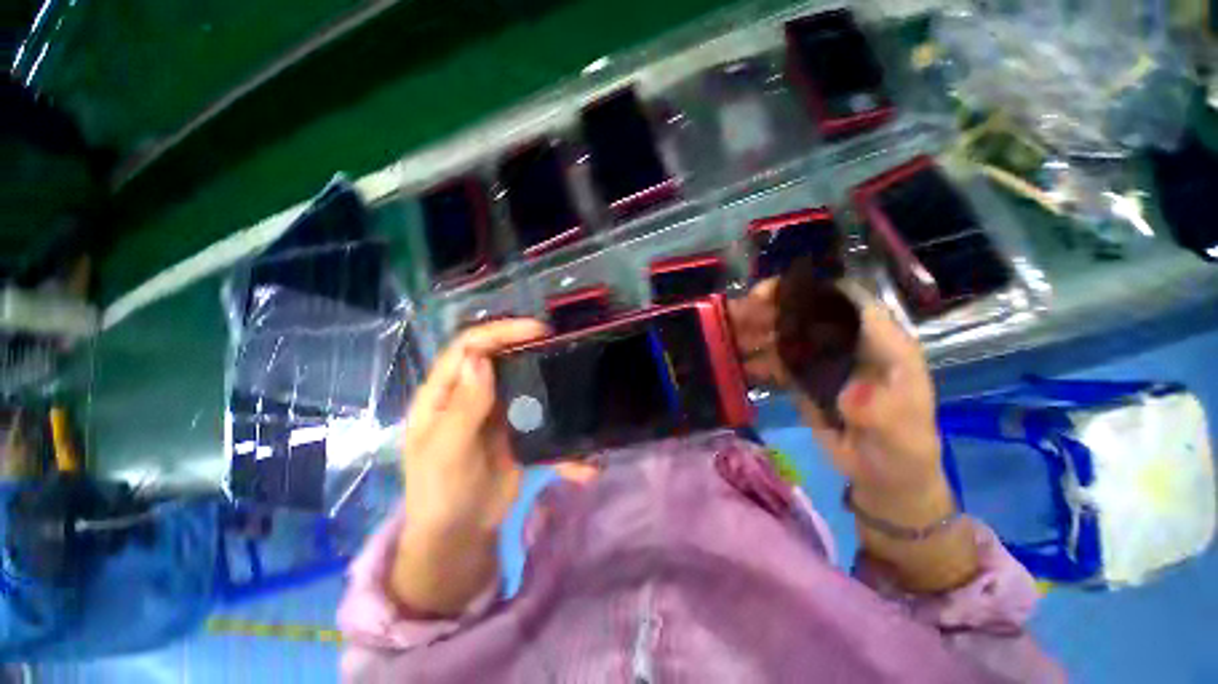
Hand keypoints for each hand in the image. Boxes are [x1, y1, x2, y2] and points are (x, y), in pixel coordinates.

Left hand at [393, 318, 600, 615]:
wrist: (460, 536)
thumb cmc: (440, 493)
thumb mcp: (446, 451)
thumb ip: (464, 407)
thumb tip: (479, 359)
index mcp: (445, 394)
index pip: (468, 347)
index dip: (499, 332)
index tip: (536, 330)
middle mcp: (472, 395)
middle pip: (501, 359)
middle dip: (529, 348)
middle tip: (561, 345)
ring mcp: (498, 412)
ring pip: (526, 384)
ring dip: (550, 384)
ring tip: (576, 379)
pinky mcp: (519, 431)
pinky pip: (543, 420)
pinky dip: (562, 433)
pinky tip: (583, 458)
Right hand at [730, 279, 941, 493]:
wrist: (880, 476)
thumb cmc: (902, 450)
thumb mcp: (901, 434)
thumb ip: (883, 413)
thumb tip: (851, 393)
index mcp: (881, 344)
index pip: (846, 301)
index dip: (810, 290)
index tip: (771, 294)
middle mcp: (848, 344)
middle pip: (807, 313)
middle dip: (770, 309)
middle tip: (736, 315)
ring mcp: (823, 361)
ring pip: (786, 335)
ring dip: (756, 331)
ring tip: (728, 335)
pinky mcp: (804, 379)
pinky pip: (777, 362)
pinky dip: (756, 359)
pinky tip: (738, 363)